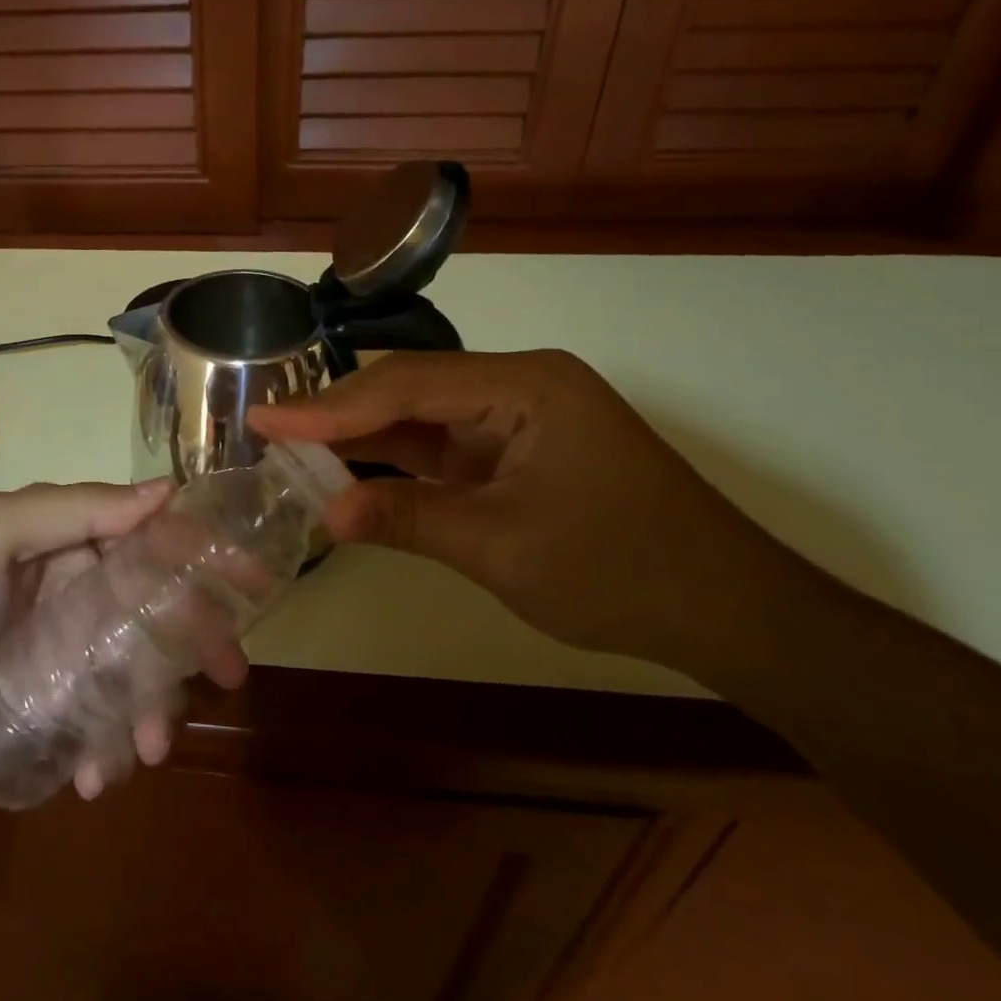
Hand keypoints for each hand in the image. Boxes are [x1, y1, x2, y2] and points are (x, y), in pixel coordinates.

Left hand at [0, 483, 248, 799]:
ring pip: (142, 674)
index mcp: (70, 544)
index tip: (249, 580)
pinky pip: (108, 727)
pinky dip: (114, 749)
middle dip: (198, 642)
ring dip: (157, 708)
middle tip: (229, 675)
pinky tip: (97, 773)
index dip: (200, 552)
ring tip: (146, 747)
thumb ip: (75, 507)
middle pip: (159, 610)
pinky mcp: (61, 714)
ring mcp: (73, 659)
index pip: (149, 538)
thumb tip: (165, 488)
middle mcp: (81, 595)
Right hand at [248, 351, 793, 673]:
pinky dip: (397, 459)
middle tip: (270, 429)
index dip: (331, 406)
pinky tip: (350, 466)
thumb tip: (324, 515)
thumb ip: (408, 519)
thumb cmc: (623, 573)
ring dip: (364, 436)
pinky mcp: (518, 450)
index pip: (408, 385)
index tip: (267, 419)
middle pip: (411, 390)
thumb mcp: (503, 548)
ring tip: (293, 445)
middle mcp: (520, 384)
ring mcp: (520, 417)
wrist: (733, 615)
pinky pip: (444, 445)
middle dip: (340, 415)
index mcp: (526, 384)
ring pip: (423, 416)